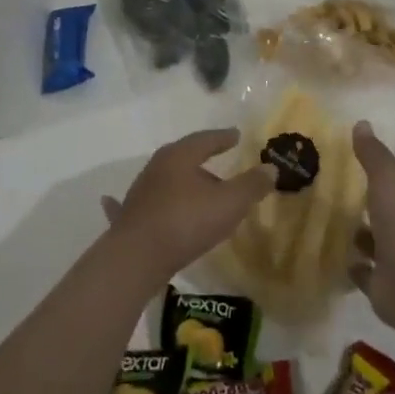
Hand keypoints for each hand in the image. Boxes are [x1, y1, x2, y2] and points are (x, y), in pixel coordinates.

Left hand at [100, 128, 277, 285]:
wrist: (137, 257)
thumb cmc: (186, 222)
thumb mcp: (229, 203)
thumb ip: (251, 185)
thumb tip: (271, 168)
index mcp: (180, 157)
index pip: (205, 139)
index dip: (222, 138)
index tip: (235, 136)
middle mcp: (156, 167)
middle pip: (184, 158)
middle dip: (202, 161)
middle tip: (220, 165)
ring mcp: (140, 192)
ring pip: (166, 181)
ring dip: (182, 183)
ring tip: (199, 192)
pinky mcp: (129, 217)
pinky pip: (142, 204)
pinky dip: (145, 202)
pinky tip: (123, 202)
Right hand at [349, 120, 394, 324]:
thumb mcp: (388, 176)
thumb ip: (373, 153)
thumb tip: (361, 123)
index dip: (388, 175)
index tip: (362, 167)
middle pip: (393, 212)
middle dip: (374, 205)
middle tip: (342, 194)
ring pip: (380, 243)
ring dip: (362, 235)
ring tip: (334, 223)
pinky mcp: (387, 286)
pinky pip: (367, 272)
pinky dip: (355, 265)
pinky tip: (336, 255)